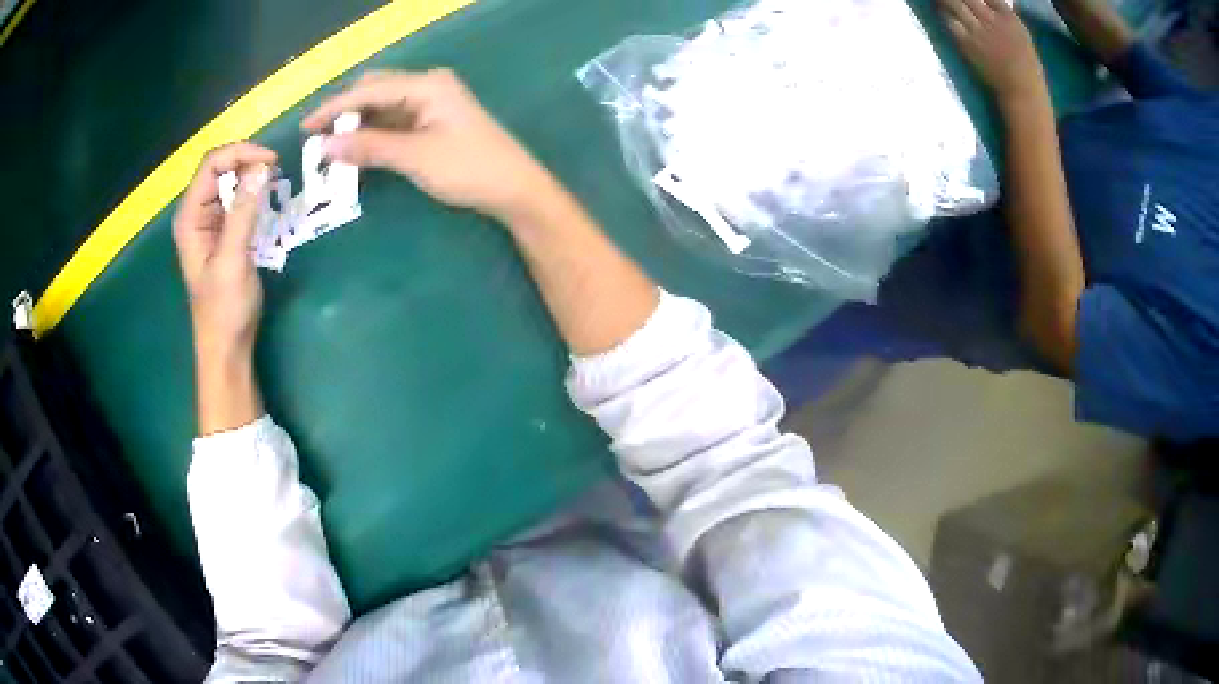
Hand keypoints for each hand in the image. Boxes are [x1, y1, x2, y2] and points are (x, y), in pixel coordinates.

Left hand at [173, 143, 275, 361]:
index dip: (240, 153)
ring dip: (250, 173)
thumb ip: (243, 212)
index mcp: (190, 217)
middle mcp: (196, 213)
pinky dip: (252, 190)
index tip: (271, 161)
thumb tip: (262, 168)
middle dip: (246, 159)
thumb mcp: (233, 259)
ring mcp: (209, 222)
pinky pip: (236, 198)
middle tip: (276, 169)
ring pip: (228, 180)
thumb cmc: (224, 308)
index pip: (212, 164)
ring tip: (274, 179)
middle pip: (219, 166)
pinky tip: (266, 196)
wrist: (226, 345)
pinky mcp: (222, 232)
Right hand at [302, 69, 552, 220]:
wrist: (515, 188)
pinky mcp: (433, 121)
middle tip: (316, 138)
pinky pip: (394, 121)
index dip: (334, 107)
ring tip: (330, 148)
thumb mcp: (415, 157)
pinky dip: (373, 133)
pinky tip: (357, 149)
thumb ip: (369, 148)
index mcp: (426, 85)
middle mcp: (428, 86)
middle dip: (343, 112)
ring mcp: (432, 103)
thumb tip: (325, 146)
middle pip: (374, 90)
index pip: (369, 90)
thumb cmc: (469, 168)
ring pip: (382, 107)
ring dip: (357, 124)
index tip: (305, 128)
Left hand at [940, 0, 1046, 102]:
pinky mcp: (968, 45)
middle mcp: (992, 20)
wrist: (1022, 92)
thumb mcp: (1021, 32)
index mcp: (1008, 17)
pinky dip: (944, 14)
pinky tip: (942, 11)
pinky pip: (950, 23)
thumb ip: (1003, 13)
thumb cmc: (1025, 64)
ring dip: (945, 0)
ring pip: (954, 4)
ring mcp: (979, 32)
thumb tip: (988, 0)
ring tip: (941, 0)